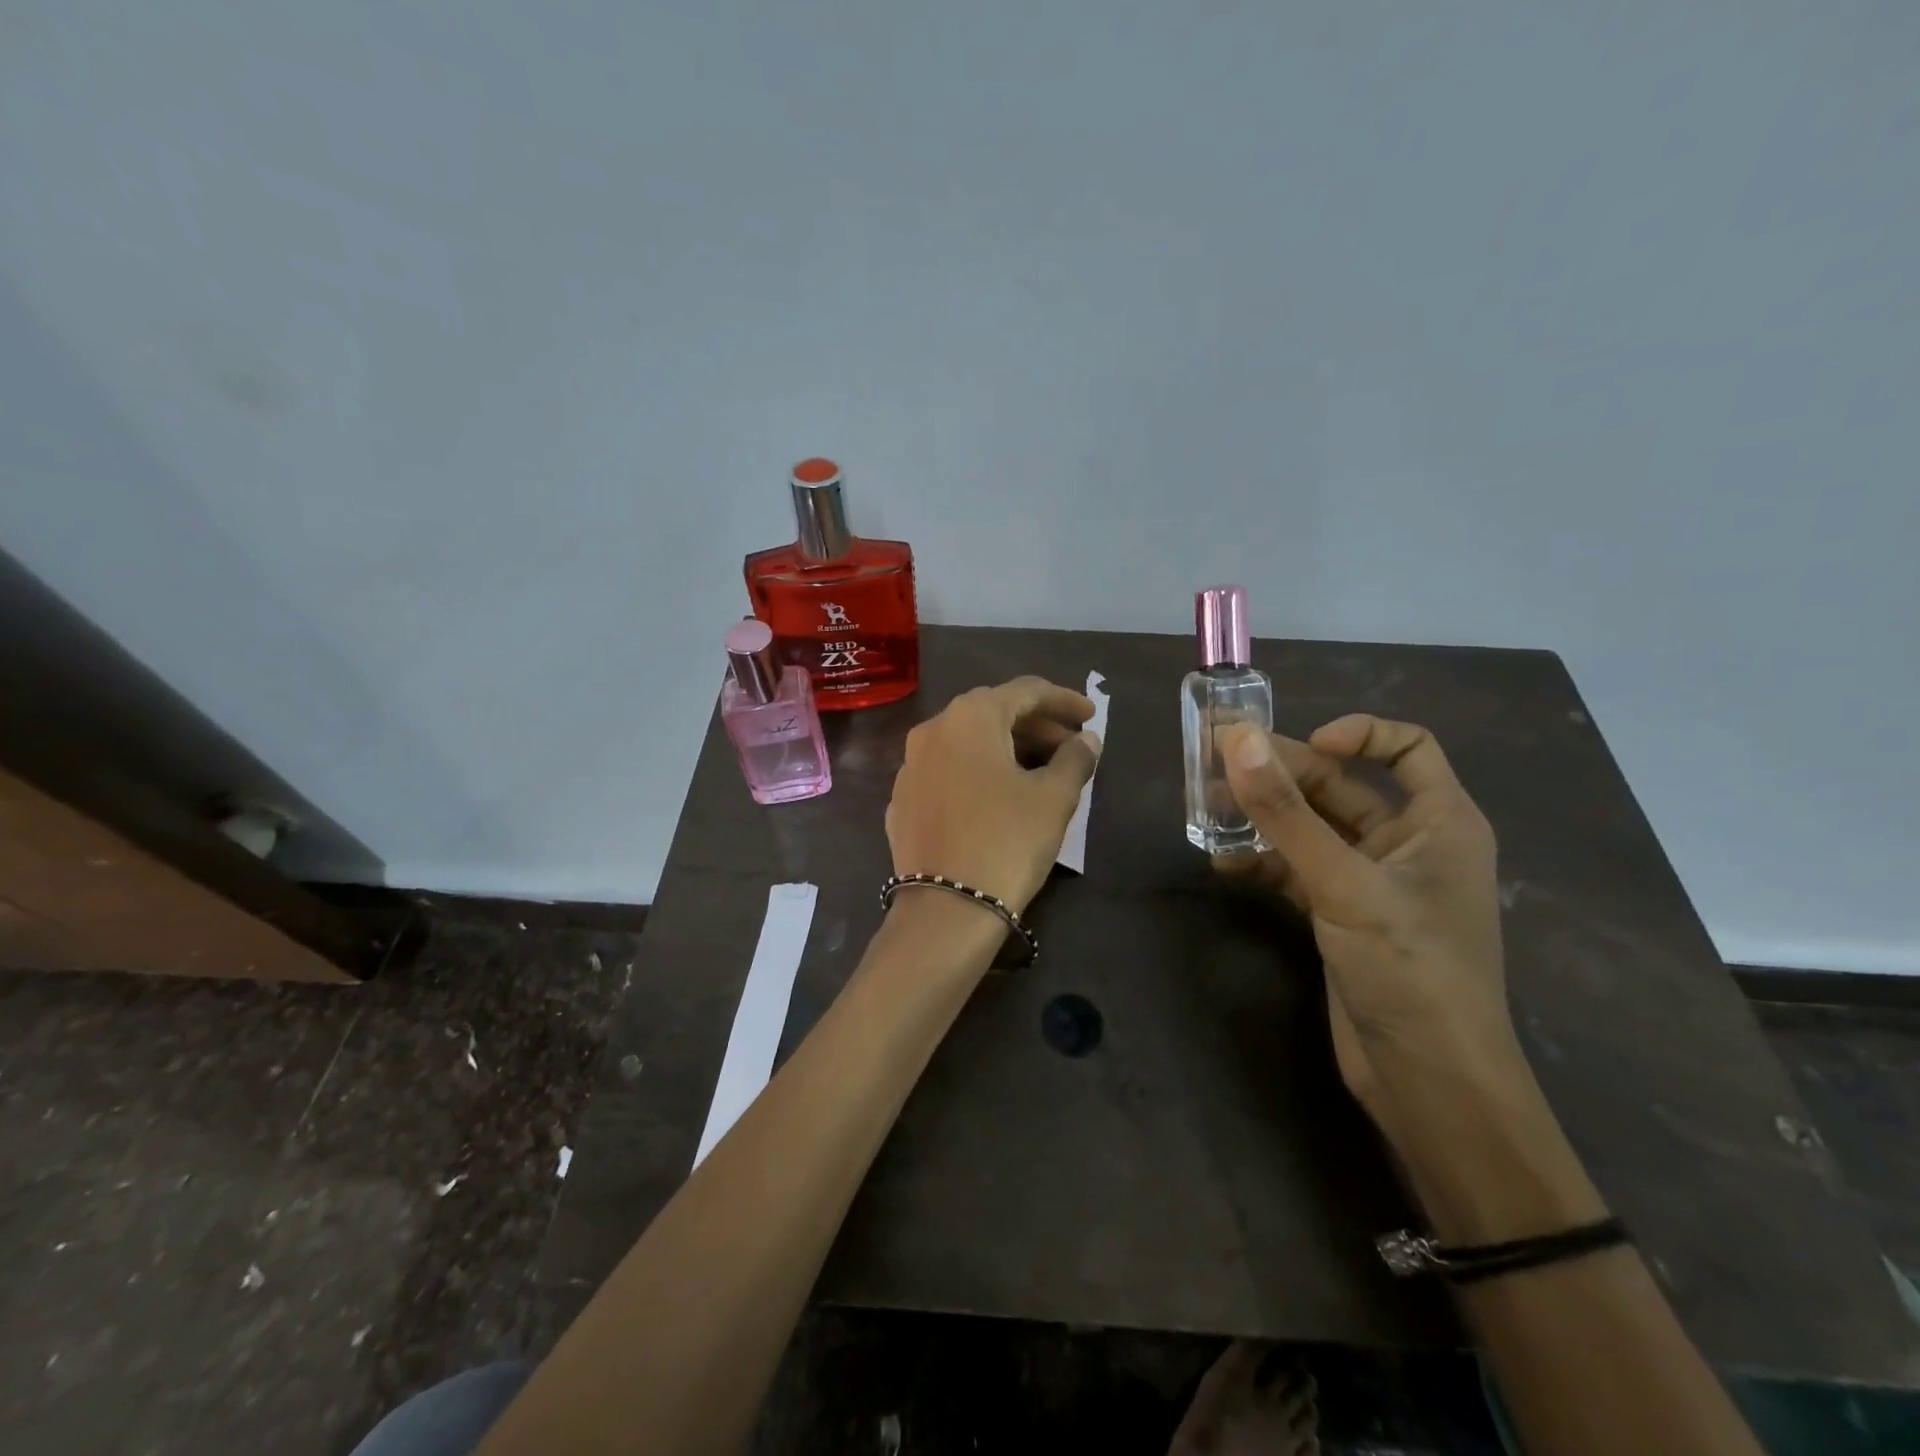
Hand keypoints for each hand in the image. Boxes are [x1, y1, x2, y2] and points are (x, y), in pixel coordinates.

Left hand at [886, 677, 1100, 915]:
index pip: (1024, 691)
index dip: (1063, 700)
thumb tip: (1087, 741)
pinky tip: (998, 796)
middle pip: (993, 713)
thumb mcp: (1054, 798)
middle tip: (1071, 746)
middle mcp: (933, 730)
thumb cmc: (1007, 841)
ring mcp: (910, 765)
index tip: (1092, 716)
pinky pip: (947, 770)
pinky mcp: (902, 799)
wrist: (946, 908)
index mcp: (970, 717)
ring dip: (1007, 748)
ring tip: (1041, 771)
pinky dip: (977, 771)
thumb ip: (1075, 759)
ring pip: (967, 742)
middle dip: (1036, 725)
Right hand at [1217, 715, 1517, 1145]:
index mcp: (1439, 822)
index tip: (1300, 744)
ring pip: (1311, 828)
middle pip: (1340, 787)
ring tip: (1208, 810)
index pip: (1408, 748)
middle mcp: (1408, 843)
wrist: (1429, 1084)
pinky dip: (1262, 862)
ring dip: (1264, 818)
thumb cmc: (1409, 970)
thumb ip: (1286, 813)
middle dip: (1282, 775)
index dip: (1358, 734)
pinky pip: (1296, 869)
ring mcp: (1371, 881)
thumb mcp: (1344, 884)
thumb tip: (1237, 739)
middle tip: (1216, 766)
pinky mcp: (1341, 915)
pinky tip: (1223, 865)